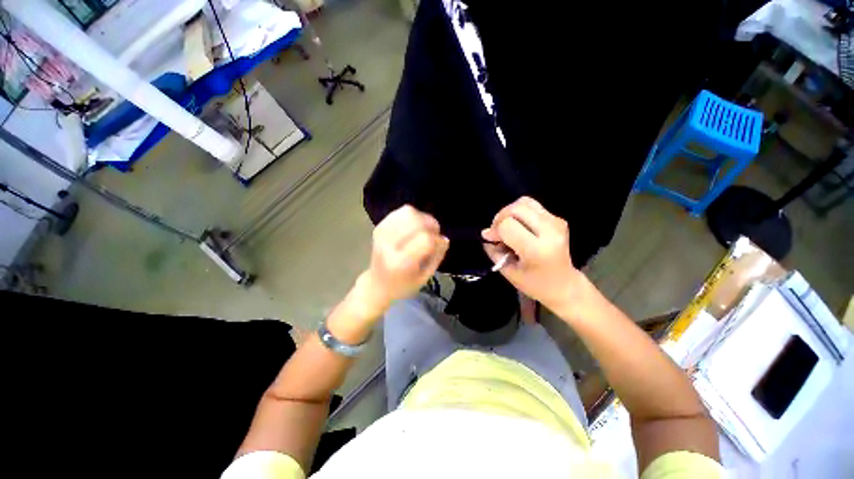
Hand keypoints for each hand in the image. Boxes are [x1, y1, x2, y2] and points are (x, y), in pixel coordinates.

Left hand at [359, 205, 448, 313]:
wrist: (376, 286)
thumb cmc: (403, 286)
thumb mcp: (424, 278)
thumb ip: (437, 257)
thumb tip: (444, 238)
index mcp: (400, 262)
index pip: (425, 239)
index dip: (437, 239)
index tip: (440, 244)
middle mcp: (388, 245)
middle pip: (416, 221)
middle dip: (431, 224)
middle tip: (435, 233)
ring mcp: (381, 234)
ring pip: (407, 213)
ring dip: (422, 218)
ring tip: (426, 228)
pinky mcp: (379, 227)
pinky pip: (400, 212)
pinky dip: (412, 215)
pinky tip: (415, 226)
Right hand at [482, 196, 583, 313]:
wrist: (565, 285)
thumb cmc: (534, 284)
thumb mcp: (508, 272)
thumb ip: (494, 252)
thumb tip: (486, 234)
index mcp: (537, 249)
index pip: (507, 225)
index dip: (494, 230)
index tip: (490, 240)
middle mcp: (549, 231)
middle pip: (516, 209)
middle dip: (500, 218)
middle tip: (497, 232)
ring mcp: (556, 222)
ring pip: (524, 202)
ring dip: (510, 213)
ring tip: (507, 227)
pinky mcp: (557, 219)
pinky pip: (532, 206)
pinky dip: (519, 213)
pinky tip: (519, 226)